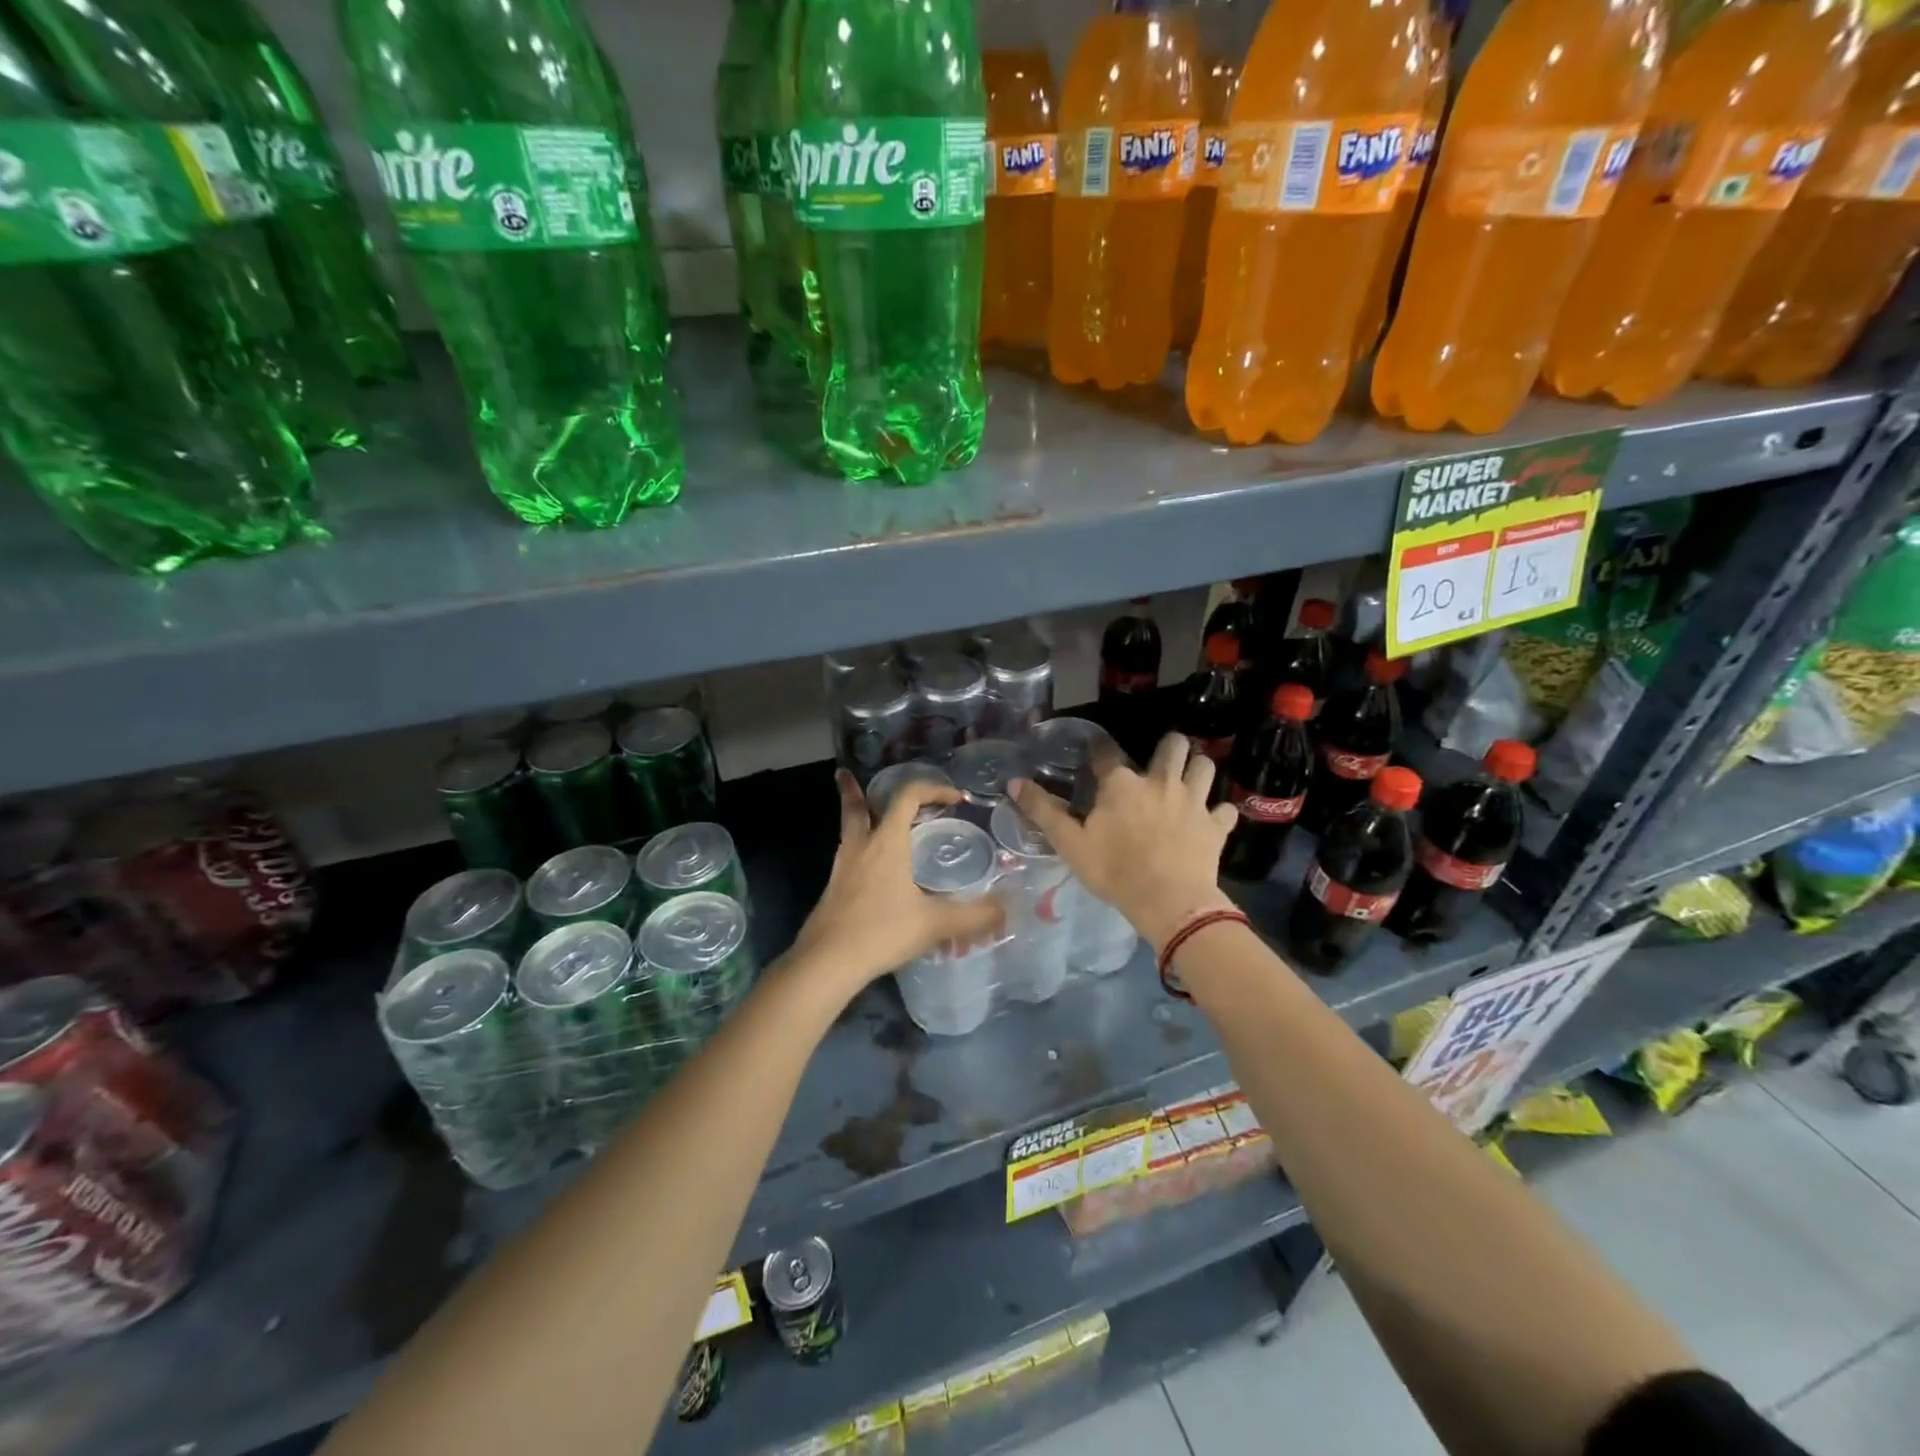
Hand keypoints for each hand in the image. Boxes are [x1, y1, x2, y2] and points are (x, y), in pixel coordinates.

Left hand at [787, 771, 1006, 997]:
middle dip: (856, 789)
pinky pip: (847, 855)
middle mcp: (861, 846)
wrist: (826, 962)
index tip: (955, 797)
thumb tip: (1008, 908)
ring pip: (848, 828)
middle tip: (854, 776)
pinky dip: (857, 847)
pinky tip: (868, 867)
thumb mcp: (935, 924)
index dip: (932, 789)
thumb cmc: (882, 932)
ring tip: (865, 813)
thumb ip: (974, 916)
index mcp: (887, 842)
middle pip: (857, 805)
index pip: (907, 797)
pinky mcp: (833, 889)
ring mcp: (842, 867)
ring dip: (856, 815)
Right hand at [1011, 733, 1236, 951]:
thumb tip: (1014, 782)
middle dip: (1169, 747)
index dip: (1099, 749)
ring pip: (1205, 766)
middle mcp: (1160, 781)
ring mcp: (1193, 801)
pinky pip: (1225, 809)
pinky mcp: (1216, 825)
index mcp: (1122, 784)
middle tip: (1159, 763)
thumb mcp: (1069, 843)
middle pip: (1174, 745)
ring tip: (1187, 781)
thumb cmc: (1114, 870)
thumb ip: (1042, 810)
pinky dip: (1218, 812)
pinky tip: (1210, 820)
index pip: (1107, 751)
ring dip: (1197, 769)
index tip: (1095, 754)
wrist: (1169, 902)